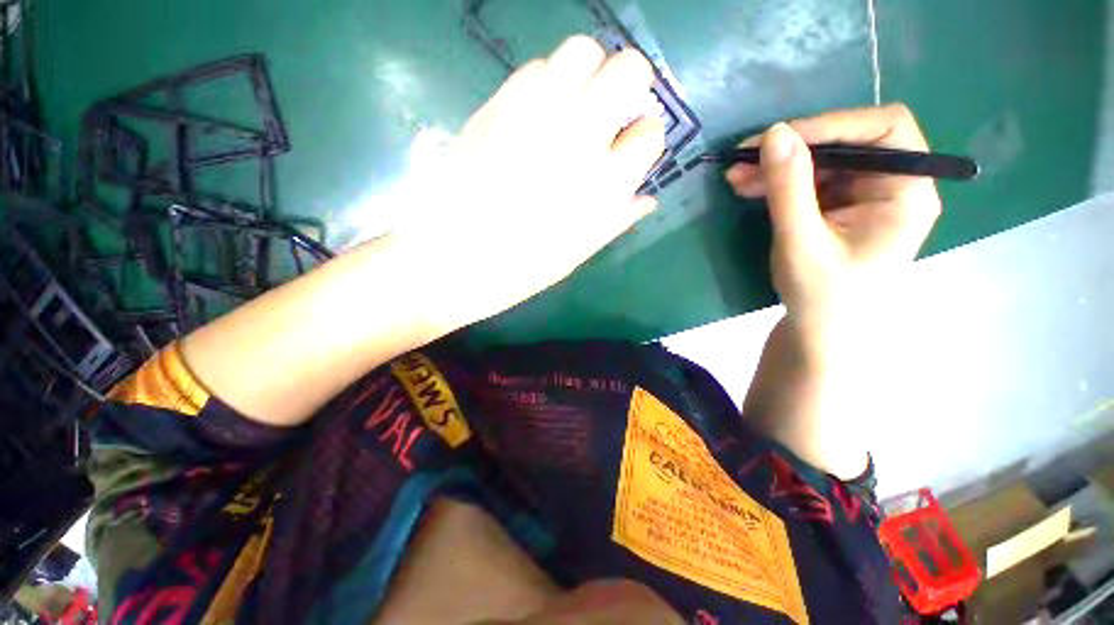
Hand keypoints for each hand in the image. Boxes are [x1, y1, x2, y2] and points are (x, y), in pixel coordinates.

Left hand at [395, 36, 664, 329]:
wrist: (455, 259)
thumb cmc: (523, 267)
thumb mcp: (580, 252)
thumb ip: (618, 219)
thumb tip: (647, 198)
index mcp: (605, 185)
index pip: (650, 133)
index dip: (643, 137)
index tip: (630, 146)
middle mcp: (580, 139)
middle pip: (628, 70)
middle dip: (629, 86)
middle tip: (612, 112)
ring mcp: (537, 114)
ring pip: (582, 51)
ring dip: (589, 73)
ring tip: (576, 105)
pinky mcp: (499, 104)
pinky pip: (536, 68)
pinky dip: (548, 82)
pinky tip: (538, 113)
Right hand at [725, 105, 941, 335]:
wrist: (819, 332)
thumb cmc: (821, 297)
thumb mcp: (801, 243)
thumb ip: (789, 189)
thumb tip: (773, 133)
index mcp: (906, 193)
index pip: (884, 131)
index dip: (832, 125)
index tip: (778, 138)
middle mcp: (892, 185)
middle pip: (847, 143)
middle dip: (793, 148)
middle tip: (742, 159)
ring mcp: (863, 196)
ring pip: (822, 161)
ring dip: (777, 166)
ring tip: (735, 177)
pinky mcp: (839, 206)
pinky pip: (808, 181)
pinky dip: (777, 182)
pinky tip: (748, 187)